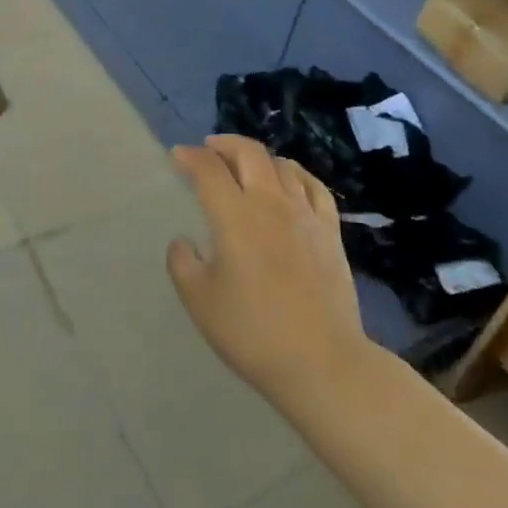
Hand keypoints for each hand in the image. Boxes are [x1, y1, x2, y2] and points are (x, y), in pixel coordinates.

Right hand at [168, 136, 367, 412]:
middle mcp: (270, 203)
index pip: (208, 169)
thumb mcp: (200, 301)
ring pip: (282, 165)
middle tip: (208, 150)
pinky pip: (314, 187)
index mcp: (234, 216)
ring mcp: (305, 214)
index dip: (189, 157)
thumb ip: (183, 263)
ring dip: (257, 157)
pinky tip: (289, 179)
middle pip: (248, 153)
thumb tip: (184, 241)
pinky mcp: (330, 232)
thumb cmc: (253, 332)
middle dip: (224, 144)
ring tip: (244, 165)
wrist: (323, 363)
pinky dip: (295, 173)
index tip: (177, 156)